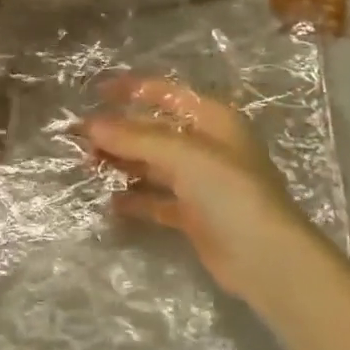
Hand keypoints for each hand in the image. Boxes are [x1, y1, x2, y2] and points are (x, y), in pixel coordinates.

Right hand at [87, 79, 316, 302]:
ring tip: (89, 165)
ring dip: (123, 162)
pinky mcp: (194, 215)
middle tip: (81, 138)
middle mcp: (206, 145)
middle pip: (154, 130)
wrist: (268, 259)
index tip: (94, 92)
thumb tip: (89, 124)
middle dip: (119, 131)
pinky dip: (135, 198)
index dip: (131, 90)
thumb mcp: (183, 155)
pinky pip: (157, 199)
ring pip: (153, 163)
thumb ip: (135, 138)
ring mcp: (201, 182)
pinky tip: (111, 201)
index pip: (166, 93)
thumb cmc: (230, 191)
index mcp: (212, 118)